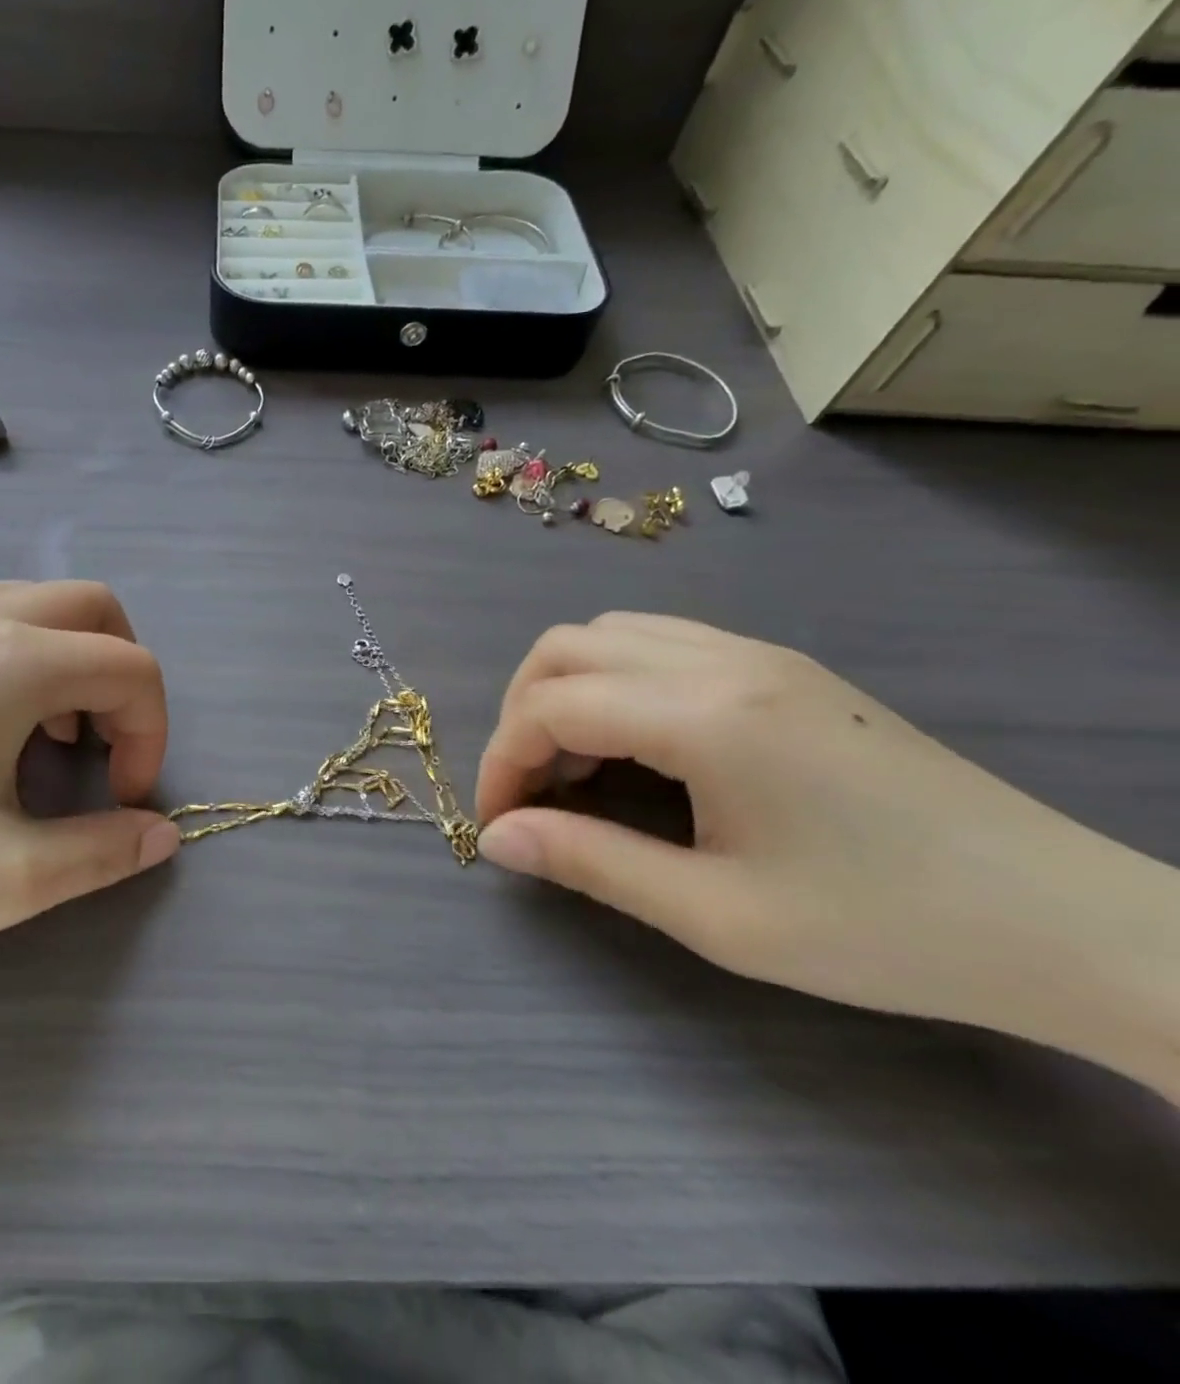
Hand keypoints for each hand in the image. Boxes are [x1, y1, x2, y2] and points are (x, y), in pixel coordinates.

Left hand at [0, 580, 179, 982]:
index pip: (132, 667)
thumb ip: (103, 853)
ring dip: (69, 662)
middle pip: (94, 608)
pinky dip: (17, 657)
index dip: (150, 733)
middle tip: (95, 750)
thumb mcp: (3, 880)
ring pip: (36, 604)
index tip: (120, 797)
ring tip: (39, 741)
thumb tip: (163, 834)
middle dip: (121, 677)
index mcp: (12, 661)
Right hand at [475, 614, 1179, 1093]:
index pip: (551, 706)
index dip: (502, 762)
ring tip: (575, 769)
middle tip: (530, 791)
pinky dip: (612, 682)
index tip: (501, 825)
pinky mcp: (782, 667)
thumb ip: (590, 863)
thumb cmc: (884, 928)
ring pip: (609, 633)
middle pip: (565, 647)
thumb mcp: (717, 915)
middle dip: (520, 715)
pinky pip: (658, 643)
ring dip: (564, 692)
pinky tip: (635, 745)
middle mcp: (721, 659)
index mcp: (705, 714)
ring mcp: (757, 653)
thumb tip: (496, 839)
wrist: (1065, 920)